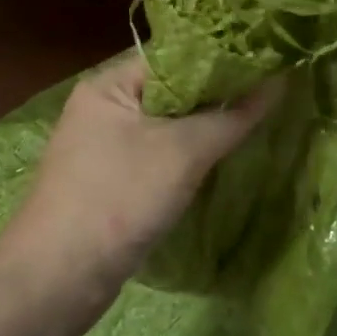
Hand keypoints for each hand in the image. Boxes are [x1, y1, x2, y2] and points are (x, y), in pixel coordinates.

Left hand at [0, 54, 276, 324]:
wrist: (58, 279)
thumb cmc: (118, 199)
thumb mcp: (182, 152)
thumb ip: (231, 117)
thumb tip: (279, 82)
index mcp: (109, 85)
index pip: (174, 56)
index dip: (221, 59)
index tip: (268, 63)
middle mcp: (104, 110)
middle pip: (174, 91)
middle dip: (219, 97)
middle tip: (273, 95)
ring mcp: (106, 149)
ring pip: (169, 128)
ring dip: (207, 129)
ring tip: (260, 122)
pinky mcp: (114, 184)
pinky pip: (161, 158)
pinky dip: (191, 159)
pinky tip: (225, 160)